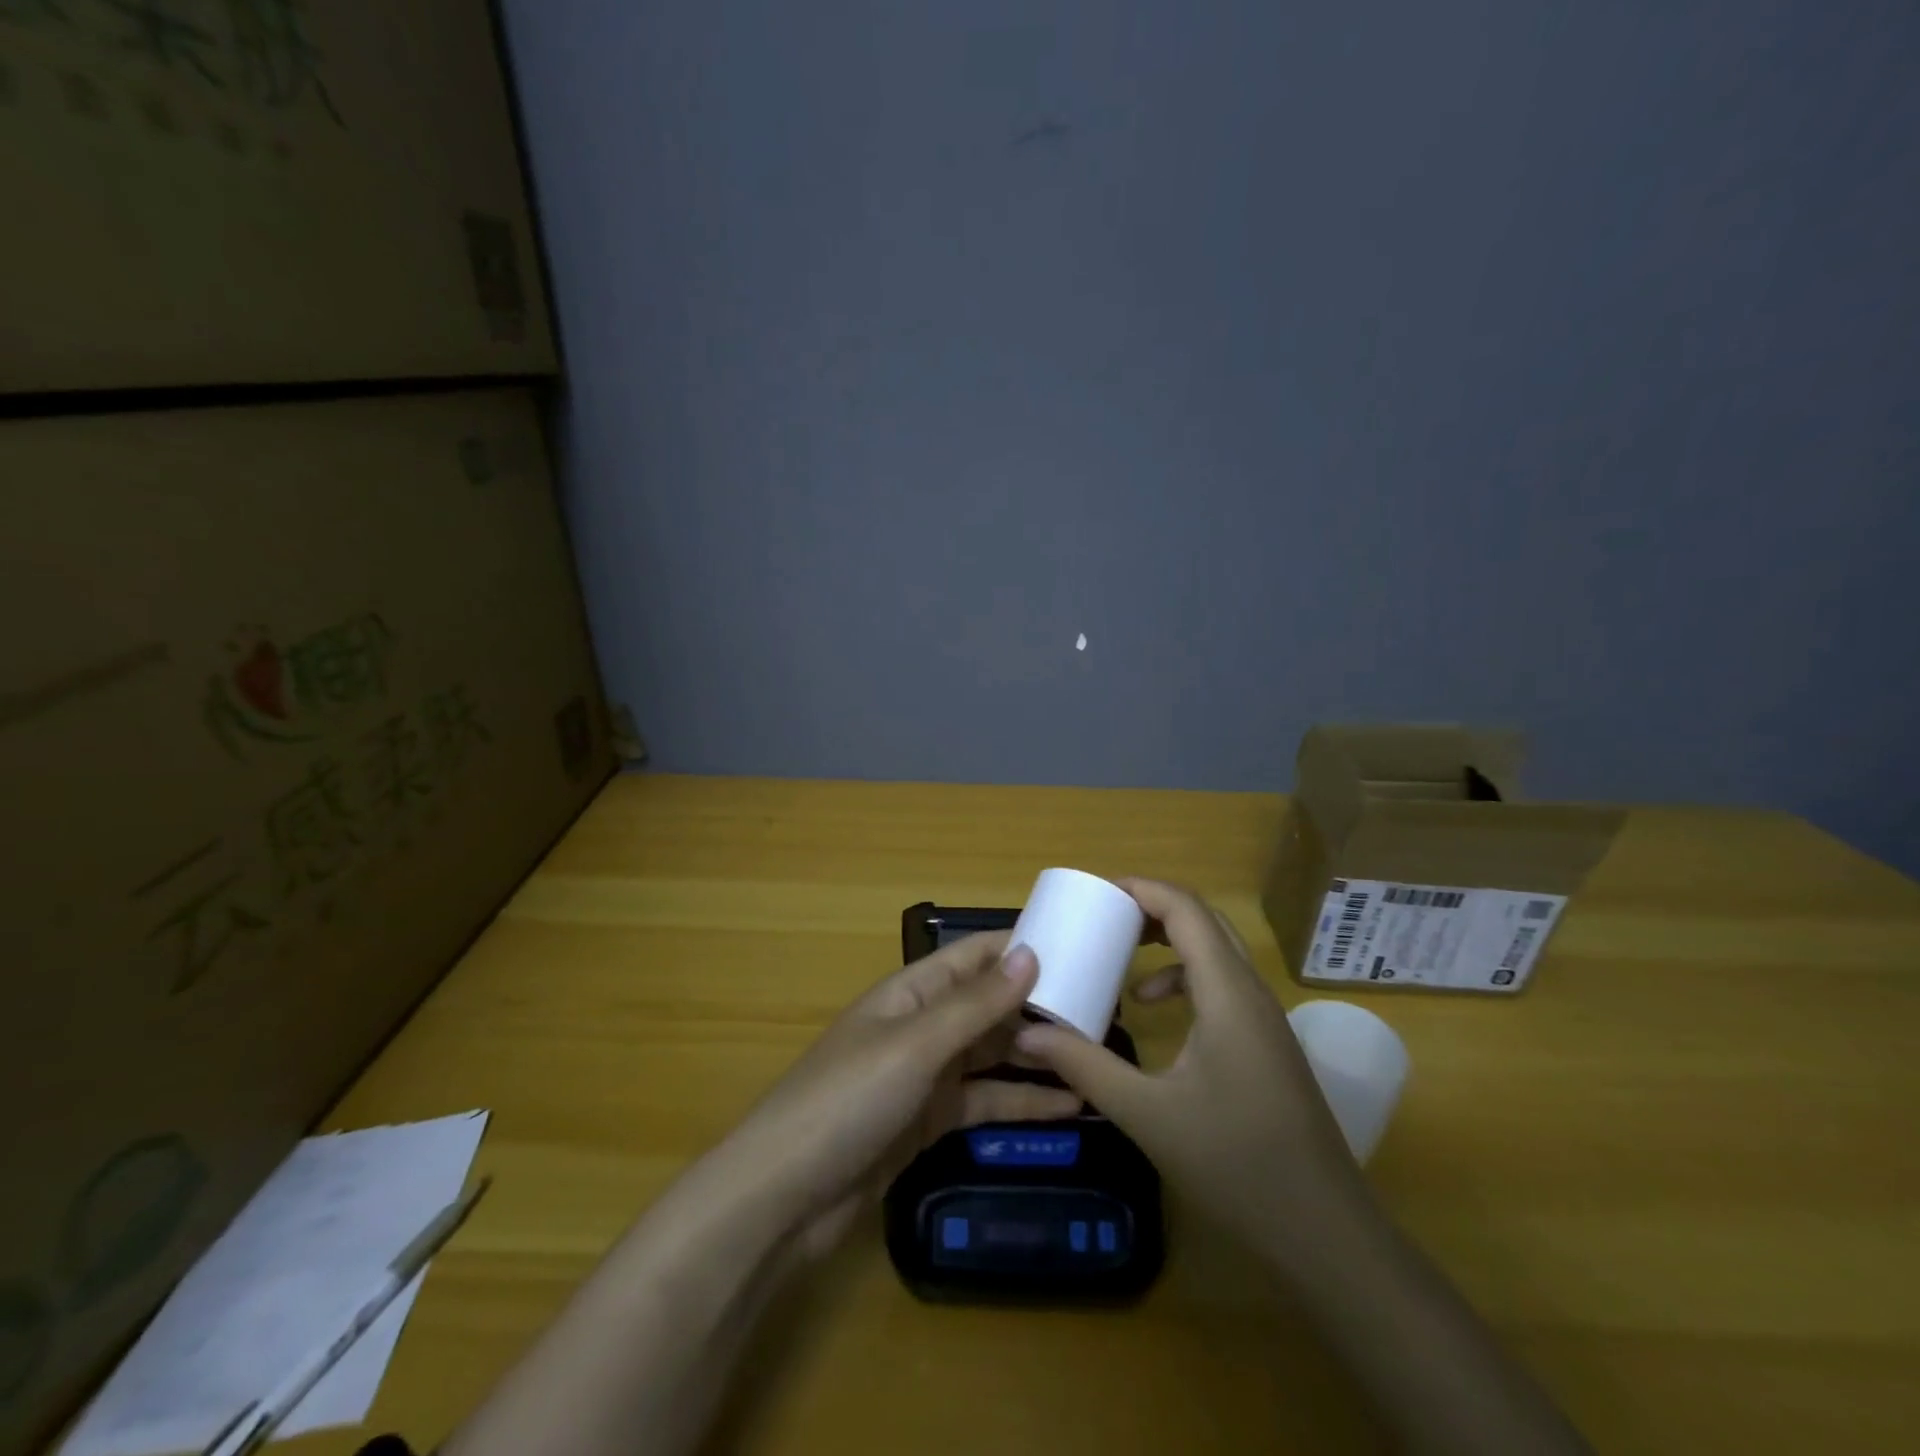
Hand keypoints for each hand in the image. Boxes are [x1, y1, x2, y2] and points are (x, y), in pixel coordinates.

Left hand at [718, 933, 1081, 1256]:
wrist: (784, 1196)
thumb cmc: (848, 1099)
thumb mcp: (915, 1045)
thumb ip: (975, 1005)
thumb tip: (1030, 953)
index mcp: (912, 991)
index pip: (975, 956)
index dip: (1021, 948)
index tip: (1080, 948)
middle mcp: (922, 1025)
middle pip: (989, 1005)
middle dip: (1039, 1005)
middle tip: (1105, 1010)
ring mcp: (926, 1075)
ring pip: (992, 1055)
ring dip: (1038, 1055)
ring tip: (1097, 1056)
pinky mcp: (930, 1122)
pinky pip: (986, 1102)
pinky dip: (1023, 1103)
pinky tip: (1070, 1107)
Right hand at [1015, 878, 1362, 1257]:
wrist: (1325, 1232)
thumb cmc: (1236, 1163)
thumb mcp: (1147, 1114)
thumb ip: (1085, 1065)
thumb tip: (1027, 1032)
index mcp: (1227, 993)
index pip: (1186, 909)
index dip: (1141, 889)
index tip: (1095, 894)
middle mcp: (1250, 991)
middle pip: (1204, 920)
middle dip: (1151, 908)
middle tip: (1102, 917)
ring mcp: (1264, 1017)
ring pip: (1216, 950)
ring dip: (1168, 940)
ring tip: (1121, 955)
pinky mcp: (1266, 1041)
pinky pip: (1222, 983)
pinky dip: (1183, 977)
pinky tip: (1155, 1010)